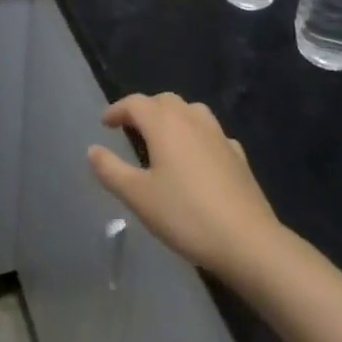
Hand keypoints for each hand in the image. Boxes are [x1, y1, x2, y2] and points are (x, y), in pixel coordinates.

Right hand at [88, 93, 283, 283]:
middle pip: (164, 100)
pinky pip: (212, 134)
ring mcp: (218, 135)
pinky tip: (198, 157)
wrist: (248, 241)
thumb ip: (111, 170)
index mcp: (164, 123)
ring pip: (191, 111)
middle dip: (145, 109)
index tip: (105, 123)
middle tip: (131, 129)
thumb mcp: (138, 197)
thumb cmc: (186, 215)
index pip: (135, 103)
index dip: (117, 110)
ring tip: (164, 138)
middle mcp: (191, 119)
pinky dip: (198, 137)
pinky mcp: (238, 155)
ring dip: (173, 117)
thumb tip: (92, 149)